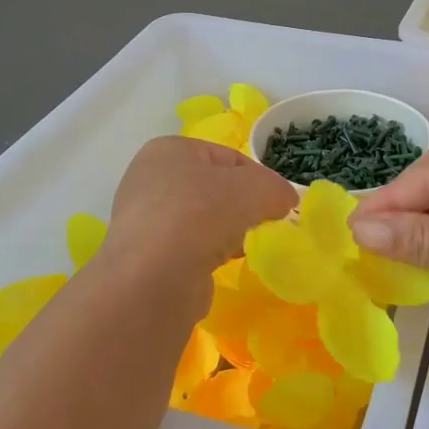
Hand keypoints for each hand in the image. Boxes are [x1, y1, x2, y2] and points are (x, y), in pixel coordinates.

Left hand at [100, 136, 296, 283]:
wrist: (155, 277)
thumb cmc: (202, 214)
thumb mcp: (254, 189)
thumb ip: (275, 189)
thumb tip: (285, 200)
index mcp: (169, 150)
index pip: (228, 157)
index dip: (260, 178)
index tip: (280, 202)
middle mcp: (149, 180)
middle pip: (213, 188)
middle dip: (243, 206)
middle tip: (265, 224)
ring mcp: (143, 220)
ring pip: (202, 219)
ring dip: (226, 232)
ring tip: (242, 247)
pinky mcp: (145, 257)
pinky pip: (189, 248)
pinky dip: (208, 254)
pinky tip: (220, 264)